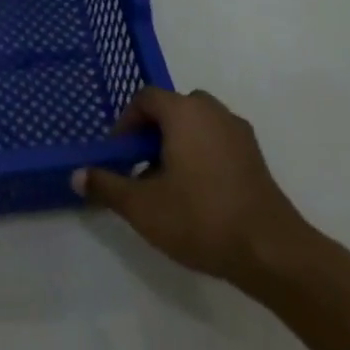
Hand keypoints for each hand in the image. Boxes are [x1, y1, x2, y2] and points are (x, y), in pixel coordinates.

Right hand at [74, 87, 324, 294]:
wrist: (272, 251)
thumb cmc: (201, 218)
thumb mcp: (143, 207)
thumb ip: (107, 186)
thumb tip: (77, 174)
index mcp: (183, 111)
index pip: (145, 98)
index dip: (126, 123)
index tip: (118, 154)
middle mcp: (211, 111)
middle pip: (173, 108)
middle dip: (153, 132)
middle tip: (141, 166)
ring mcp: (238, 132)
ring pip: (197, 125)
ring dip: (178, 143)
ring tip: (168, 183)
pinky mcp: (255, 156)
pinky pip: (218, 141)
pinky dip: (202, 155)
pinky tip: (199, 194)